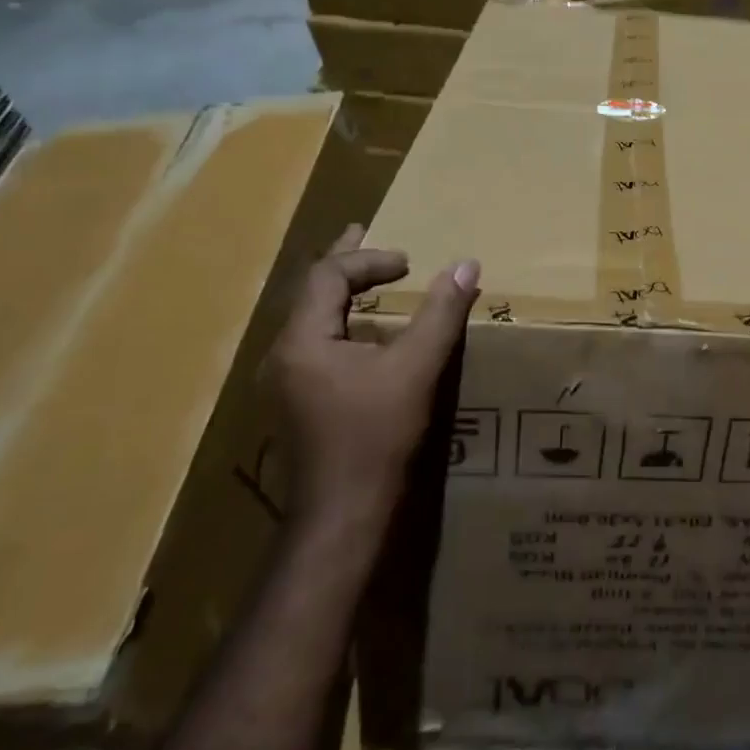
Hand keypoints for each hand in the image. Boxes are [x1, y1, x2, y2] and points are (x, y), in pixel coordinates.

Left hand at [269, 224, 479, 529]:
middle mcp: (283, 356)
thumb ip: (441, 313)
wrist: (342, 518)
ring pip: (309, 319)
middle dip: (343, 262)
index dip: (368, 259)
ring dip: (339, 292)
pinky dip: (338, 321)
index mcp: (302, 340)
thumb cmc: (375, 437)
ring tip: (364, 278)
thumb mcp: (416, 368)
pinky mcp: (295, 404)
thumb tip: (467, 264)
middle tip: (363, 231)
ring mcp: (284, 383)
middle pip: (310, 291)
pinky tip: (361, 333)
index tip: (409, 263)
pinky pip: (313, 343)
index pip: (327, 275)